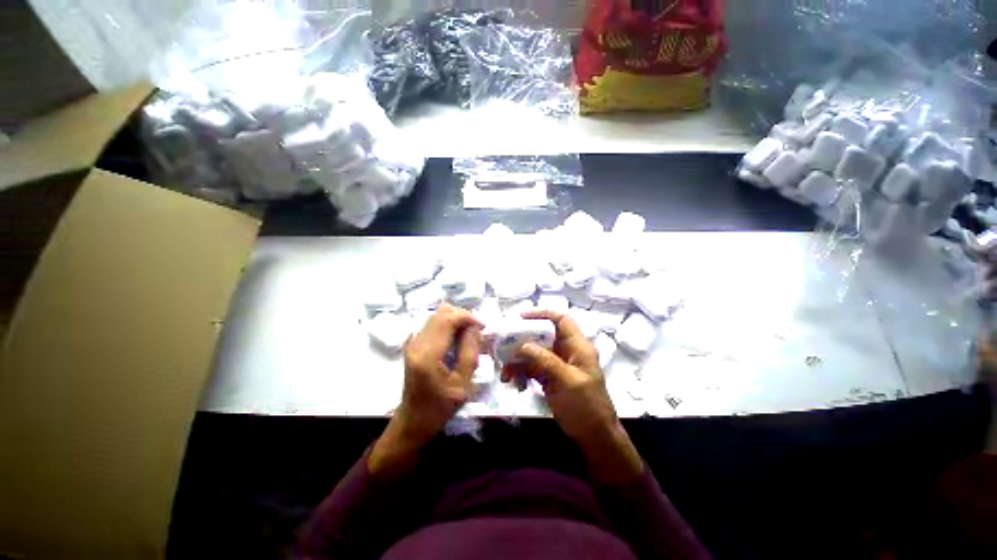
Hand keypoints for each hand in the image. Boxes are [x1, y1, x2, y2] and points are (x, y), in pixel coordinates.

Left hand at [369, 304, 481, 477]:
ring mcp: (412, 342)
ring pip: (436, 316)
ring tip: (468, 334)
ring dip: (455, 319)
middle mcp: (416, 343)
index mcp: (427, 354)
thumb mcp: (463, 383)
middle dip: (462, 316)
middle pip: (441, 313)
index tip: (482, 326)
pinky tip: (456, 338)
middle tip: (477, 329)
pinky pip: (432, 324)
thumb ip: (470, 351)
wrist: (413, 420)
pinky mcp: (413, 343)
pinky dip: (448, 324)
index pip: (447, 319)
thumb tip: (475, 326)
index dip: (467, 317)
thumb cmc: (441, 406)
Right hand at [503, 311, 643, 483]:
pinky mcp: (549, 378)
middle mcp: (566, 351)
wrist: (593, 436)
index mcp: (577, 346)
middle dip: (522, 339)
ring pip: (534, 353)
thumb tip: (523, 345)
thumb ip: (545, 361)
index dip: (542, 314)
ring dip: (518, 360)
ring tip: (504, 371)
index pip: (561, 320)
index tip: (521, 317)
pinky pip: (531, 368)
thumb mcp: (567, 380)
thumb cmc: (586, 405)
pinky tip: (512, 381)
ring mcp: (557, 365)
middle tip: (504, 343)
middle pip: (542, 335)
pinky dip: (520, 373)